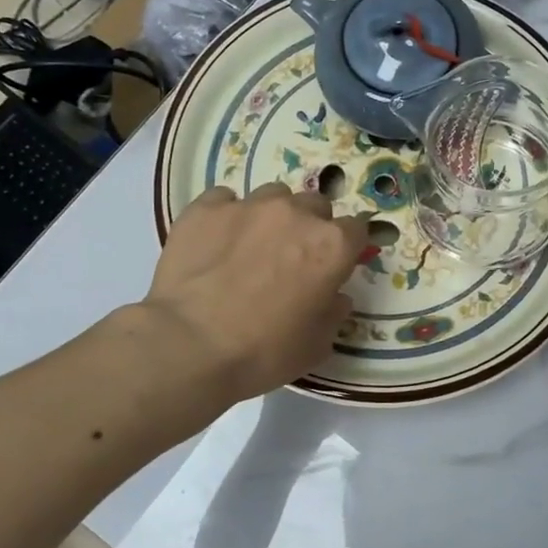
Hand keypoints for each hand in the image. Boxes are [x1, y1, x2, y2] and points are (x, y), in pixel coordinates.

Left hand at [144, 182, 366, 402]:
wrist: (189, 346)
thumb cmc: (264, 352)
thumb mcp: (316, 345)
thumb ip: (333, 312)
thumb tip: (334, 296)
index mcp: (331, 246)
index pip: (357, 229)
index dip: (348, 246)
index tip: (337, 264)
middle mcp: (295, 214)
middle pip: (316, 206)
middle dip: (311, 227)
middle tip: (293, 258)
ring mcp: (248, 205)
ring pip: (273, 195)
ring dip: (272, 216)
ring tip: (252, 246)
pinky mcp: (205, 208)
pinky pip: (225, 199)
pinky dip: (228, 215)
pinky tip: (216, 241)